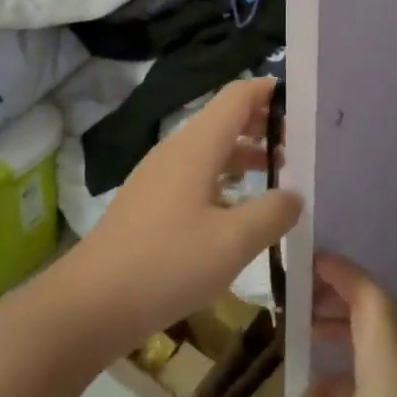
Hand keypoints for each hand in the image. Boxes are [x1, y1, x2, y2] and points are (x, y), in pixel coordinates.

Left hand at [62, 77, 299, 355]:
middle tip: (302, 147)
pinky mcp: (150, 201)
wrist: (90, 304)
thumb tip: (295, 195)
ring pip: (211, 149)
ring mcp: (160, 175)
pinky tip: (239, 209)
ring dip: (246, 155)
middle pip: (226, 119)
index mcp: (197, 145)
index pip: (239, 95)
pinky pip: (196, 173)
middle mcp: (177, 149)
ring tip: (280, 176)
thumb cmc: (167, 264)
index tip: (305, 105)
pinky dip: (224, 178)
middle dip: (265, 126)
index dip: (271, 92)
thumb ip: (273, 213)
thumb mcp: (233, 242)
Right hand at [292, 255, 396, 396]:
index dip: (343, 273)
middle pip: (383, 315)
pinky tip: (326, 394)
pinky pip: (388, 375)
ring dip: (350, 331)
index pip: (372, 298)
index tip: (310, 260)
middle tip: (302, 297)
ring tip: (308, 335)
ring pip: (386, 345)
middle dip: (344, 297)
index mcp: (393, 369)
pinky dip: (358, 365)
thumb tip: (320, 392)